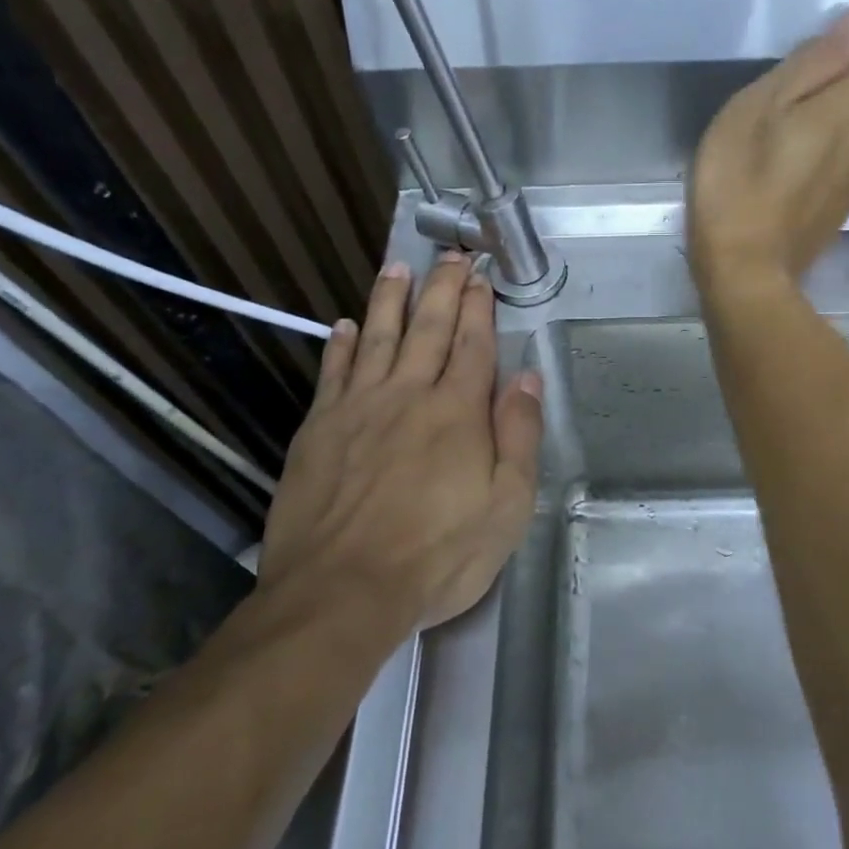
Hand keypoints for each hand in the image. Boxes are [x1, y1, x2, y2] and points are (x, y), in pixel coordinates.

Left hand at [259, 252, 543, 634]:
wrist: (341, 592)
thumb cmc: (437, 555)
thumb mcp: (506, 507)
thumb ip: (520, 437)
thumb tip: (529, 379)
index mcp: (457, 412)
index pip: (473, 346)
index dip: (479, 308)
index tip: (481, 277)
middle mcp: (408, 395)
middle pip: (428, 329)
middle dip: (442, 288)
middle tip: (449, 256)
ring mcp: (358, 409)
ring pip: (377, 338)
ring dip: (389, 300)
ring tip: (397, 268)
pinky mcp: (318, 430)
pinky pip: (332, 374)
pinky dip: (340, 346)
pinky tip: (344, 326)